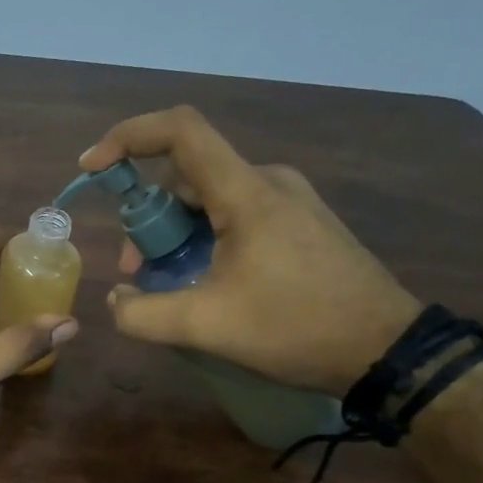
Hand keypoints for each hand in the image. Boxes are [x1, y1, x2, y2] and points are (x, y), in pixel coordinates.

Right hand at [79, 106, 419, 393]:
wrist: (389, 351)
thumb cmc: (298, 328)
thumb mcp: (207, 327)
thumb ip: (142, 314)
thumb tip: (115, 300)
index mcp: (246, 192)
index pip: (180, 131)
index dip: (127, 137)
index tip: (93, 169)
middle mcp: (268, 181)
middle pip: (185, 175)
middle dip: (147, 217)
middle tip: (136, 269)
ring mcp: (288, 200)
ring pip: (208, 197)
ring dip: (174, 232)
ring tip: (169, 283)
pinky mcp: (300, 221)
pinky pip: (234, 212)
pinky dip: (203, 237)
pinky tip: (205, 281)